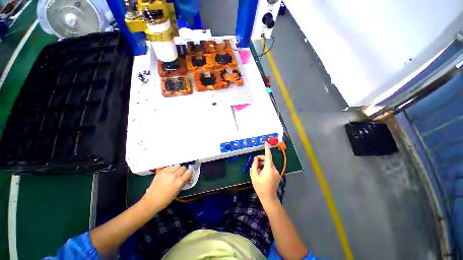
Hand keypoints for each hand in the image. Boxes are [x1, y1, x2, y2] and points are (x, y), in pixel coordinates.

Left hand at [142, 164, 191, 210]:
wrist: (151, 201)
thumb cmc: (166, 199)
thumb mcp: (178, 191)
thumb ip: (182, 183)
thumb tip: (186, 177)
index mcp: (180, 182)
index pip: (189, 172)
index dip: (189, 173)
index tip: (187, 175)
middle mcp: (175, 175)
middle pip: (183, 167)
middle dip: (183, 171)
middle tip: (180, 175)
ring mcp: (167, 172)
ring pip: (177, 165)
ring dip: (177, 168)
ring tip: (174, 173)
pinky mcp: (161, 171)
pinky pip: (170, 166)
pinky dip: (171, 169)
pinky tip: (168, 174)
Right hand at [251, 142, 280, 206]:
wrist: (269, 198)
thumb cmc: (260, 187)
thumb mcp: (254, 176)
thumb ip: (254, 166)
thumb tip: (256, 159)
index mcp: (269, 169)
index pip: (268, 156)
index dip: (267, 149)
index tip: (266, 142)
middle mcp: (275, 169)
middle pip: (268, 160)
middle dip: (261, 159)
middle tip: (255, 163)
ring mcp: (277, 173)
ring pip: (269, 164)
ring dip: (263, 164)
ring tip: (257, 170)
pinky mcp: (278, 176)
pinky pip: (271, 169)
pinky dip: (266, 168)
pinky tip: (262, 174)